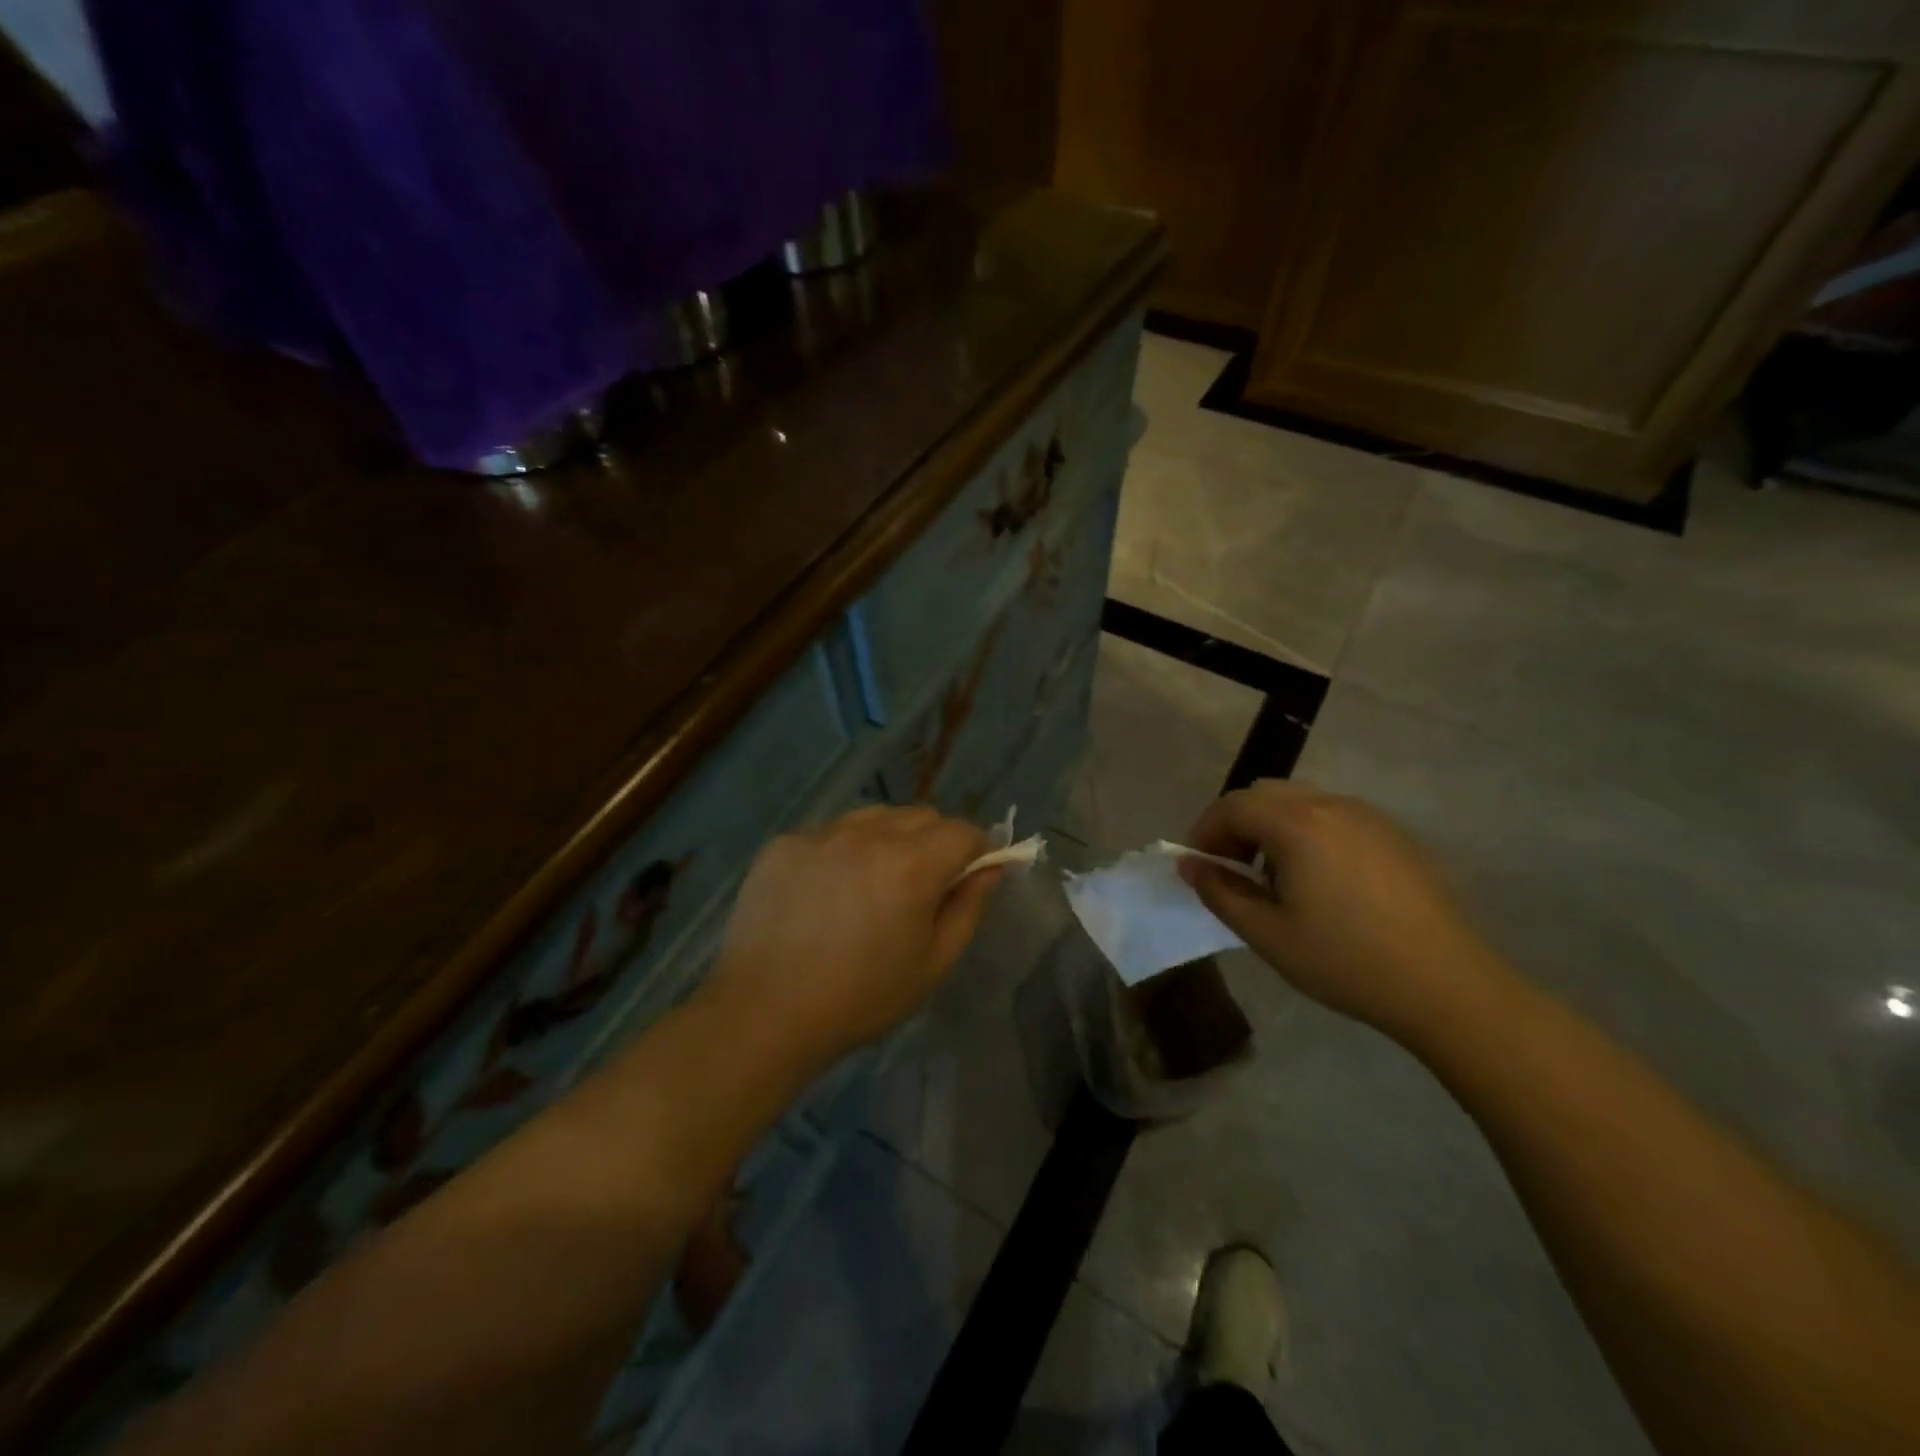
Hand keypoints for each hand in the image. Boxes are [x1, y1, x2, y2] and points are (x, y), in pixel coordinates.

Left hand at [704, 806, 1000, 1066]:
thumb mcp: (932, 964)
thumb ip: (969, 908)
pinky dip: (844, 849)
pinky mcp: (784, 842)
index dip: (976, 851)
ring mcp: (821, 833)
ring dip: (889, 838)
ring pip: (876, 816)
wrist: (764, 1013)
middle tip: (920, 887)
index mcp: (910, 865)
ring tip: (871, 884)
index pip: (963, 831)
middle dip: (935, 842)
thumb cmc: (860, 998)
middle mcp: (867, 835)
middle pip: (922, 815)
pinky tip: (827, 890)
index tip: (968, 877)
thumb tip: (991, 868)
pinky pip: (831, 831)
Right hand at [1181, 781, 1507, 1034]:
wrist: (1447, 985)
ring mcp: (1369, 816)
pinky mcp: (1396, 835)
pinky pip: (1335, 817)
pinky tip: (1321, 881)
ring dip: (1272, 827)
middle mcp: (1332, 805)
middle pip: (1265, 794)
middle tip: (1231, 868)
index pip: (1232, 806)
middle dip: (1237, 824)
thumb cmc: (1346, 960)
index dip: (1204, 831)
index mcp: (1297, 824)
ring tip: (1275, 877)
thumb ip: (1220, 892)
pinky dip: (1309, 833)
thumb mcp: (1267, 934)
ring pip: (1302, 802)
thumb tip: (1189, 865)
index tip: (1197, 866)